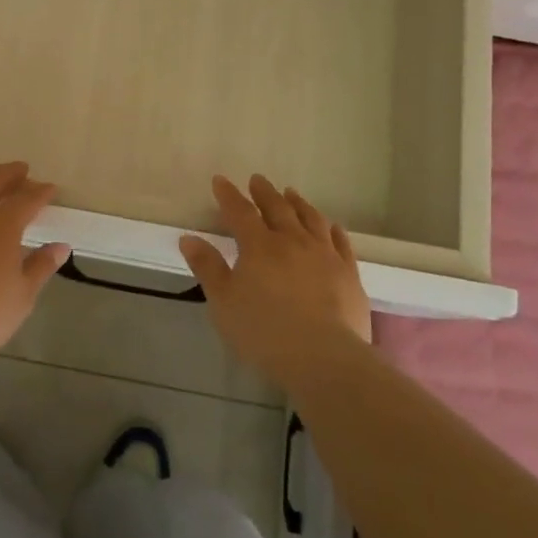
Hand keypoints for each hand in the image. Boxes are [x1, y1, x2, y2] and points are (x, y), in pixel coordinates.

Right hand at [180, 174, 370, 386]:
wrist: (324, 358)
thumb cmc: (264, 332)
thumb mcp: (223, 303)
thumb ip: (207, 268)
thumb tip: (188, 238)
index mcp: (259, 246)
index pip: (240, 212)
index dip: (228, 195)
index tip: (220, 180)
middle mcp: (293, 241)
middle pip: (277, 208)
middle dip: (264, 192)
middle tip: (257, 180)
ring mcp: (325, 255)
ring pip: (311, 219)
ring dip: (298, 203)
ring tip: (291, 193)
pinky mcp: (349, 273)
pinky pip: (341, 242)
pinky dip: (333, 229)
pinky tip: (331, 226)